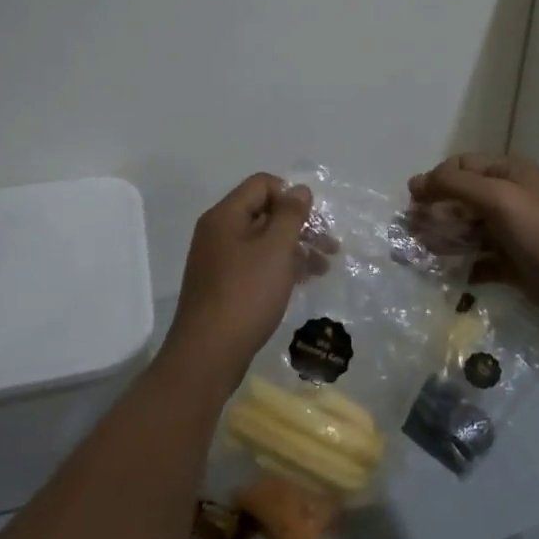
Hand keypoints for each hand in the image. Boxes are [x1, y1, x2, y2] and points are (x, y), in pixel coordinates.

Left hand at [164, 174, 315, 378]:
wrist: (208, 354)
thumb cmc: (246, 294)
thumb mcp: (276, 249)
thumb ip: (290, 215)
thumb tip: (299, 189)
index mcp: (225, 216)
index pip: (262, 184)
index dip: (291, 196)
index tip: (313, 219)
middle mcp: (218, 232)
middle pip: (264, 213)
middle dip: (299, 225)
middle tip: (330, 245)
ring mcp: (219, 261)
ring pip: (263, 241)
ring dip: (295, 248)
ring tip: (324, 267)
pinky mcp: (224, 286)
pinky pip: (256, 264)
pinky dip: (280, 267)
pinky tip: (302, 281)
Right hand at [408, 154, 538, 324]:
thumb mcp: (498, 198)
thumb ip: (455, 185)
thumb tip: (415, 182)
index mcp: (507, 172)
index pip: (459, 166)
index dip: (434, 181)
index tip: (414, 204)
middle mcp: (507, 197)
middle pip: (459, 199)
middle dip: (434, 213)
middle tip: (412, 233)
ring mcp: (509, 231)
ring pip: (465, 230)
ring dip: (443, 239)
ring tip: (423, 254)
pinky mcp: (510, 262)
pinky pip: (476, 259)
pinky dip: (460, 265)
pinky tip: (446, 274)